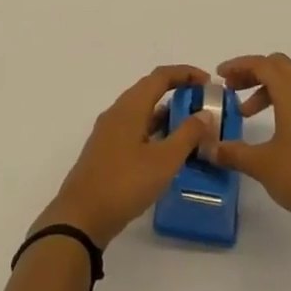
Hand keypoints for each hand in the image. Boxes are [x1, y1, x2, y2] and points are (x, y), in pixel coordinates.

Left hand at [35, 65, 216, 247]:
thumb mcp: (163, 161)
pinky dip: (155, 130)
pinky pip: (135, 128)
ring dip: (167, 113)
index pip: (160, 76)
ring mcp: (109, 131)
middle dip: (178, 91)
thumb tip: (204, 113)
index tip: (209, 83)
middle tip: (204, 106)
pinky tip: (168, 150)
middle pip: (150, 90)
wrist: (81, 216)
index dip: (186, 73)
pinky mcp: (107, 150)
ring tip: (193, 128)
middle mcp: (117, 112)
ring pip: (142, 111)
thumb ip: (187, 135)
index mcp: (130, 107)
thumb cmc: (124, 183)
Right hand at [209, 54, 290, 240]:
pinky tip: (273, 130)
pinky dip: (283, 102)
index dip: (238, 65)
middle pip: (279, 66)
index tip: (219, 76)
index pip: (263, 64)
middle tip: (232, 89)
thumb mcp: (261, 164)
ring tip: (246, 113)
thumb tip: (209, 148)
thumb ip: (232, 152)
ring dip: (267, 89)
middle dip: (253, 72)